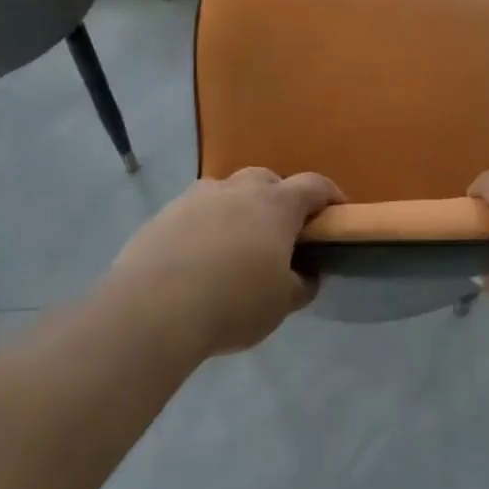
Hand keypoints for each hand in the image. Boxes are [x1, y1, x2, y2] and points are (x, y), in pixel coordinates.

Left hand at [105, 167, 343, 358]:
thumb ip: (301, 284)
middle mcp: (238, 189)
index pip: (314, 185)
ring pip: (228, 191)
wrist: (152, 309)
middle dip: (280, 198)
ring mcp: (198, 197)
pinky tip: (198, 256)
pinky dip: (205, 224)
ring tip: (235, 243)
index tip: (336, 211)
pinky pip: (195, 211)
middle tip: (280, 231)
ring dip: (239, 208)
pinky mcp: (165, 213)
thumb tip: (305, 275)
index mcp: (276, 205)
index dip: (330, 195)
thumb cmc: (232, 303)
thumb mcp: (281, 304)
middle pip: (268, 179)